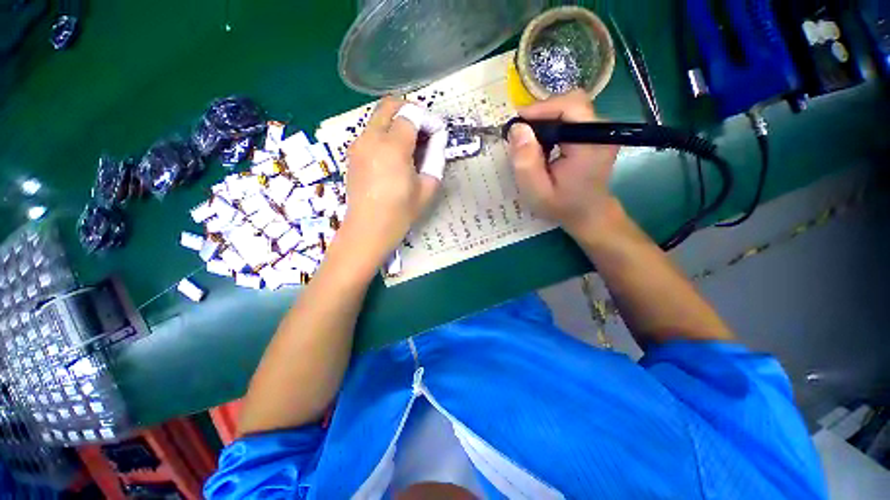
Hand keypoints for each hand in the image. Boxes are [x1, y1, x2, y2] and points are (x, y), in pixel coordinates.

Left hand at [338, 97, 441, 265]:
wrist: (368, 229)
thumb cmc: (401, 212)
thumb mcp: (427, 187)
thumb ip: (436, 158)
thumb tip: (438, 139)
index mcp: (393, 147)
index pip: (412, 115)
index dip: (428, 120)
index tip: (437, 133)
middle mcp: (371, 138)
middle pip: (390, 105)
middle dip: (410, 110)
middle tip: (424, 130)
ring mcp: (358, 144)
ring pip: (378, 117)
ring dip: (397, 122)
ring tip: (411, 145)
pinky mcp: (352, 153)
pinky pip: (370, 132)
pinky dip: (385, 133)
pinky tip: (394, 155)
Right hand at [507, 90, 619, 236]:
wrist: (588, 213)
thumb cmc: (562, 206)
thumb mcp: (537, 191)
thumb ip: (526, 162)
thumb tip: (517, 128)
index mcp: (591, 143)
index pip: (569, 106)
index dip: (540, 109)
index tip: (516, 125)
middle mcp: (602, 130)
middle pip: (570, 103)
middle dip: (542, 114)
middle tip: (521, 134)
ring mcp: (602, 130)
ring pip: (570, 108)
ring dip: (546, 120)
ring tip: (530, 142)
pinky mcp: (596, 132)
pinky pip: (572, 118)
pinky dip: (553, 126)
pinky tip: (543, 144)